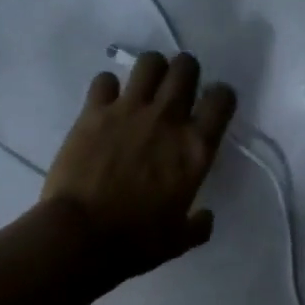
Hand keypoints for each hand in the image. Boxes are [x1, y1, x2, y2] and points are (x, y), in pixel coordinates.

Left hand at [42, 52, 238, 281]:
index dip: (220, 98)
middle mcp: (167, 119)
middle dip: (185, 73)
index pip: (222, 100)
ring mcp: (128, 110)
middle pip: (186, 67)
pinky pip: (104, 80)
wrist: (82, 236)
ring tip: (144, 91)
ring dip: (151, 71)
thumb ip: (197, 225)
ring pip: (149, 62)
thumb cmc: (136, 242)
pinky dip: (107, 89)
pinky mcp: (93, 112)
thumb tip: (205, 217)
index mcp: (195, 149)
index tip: (211, 109)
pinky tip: (105, 106)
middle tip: (176, 93)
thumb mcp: (178, 241)